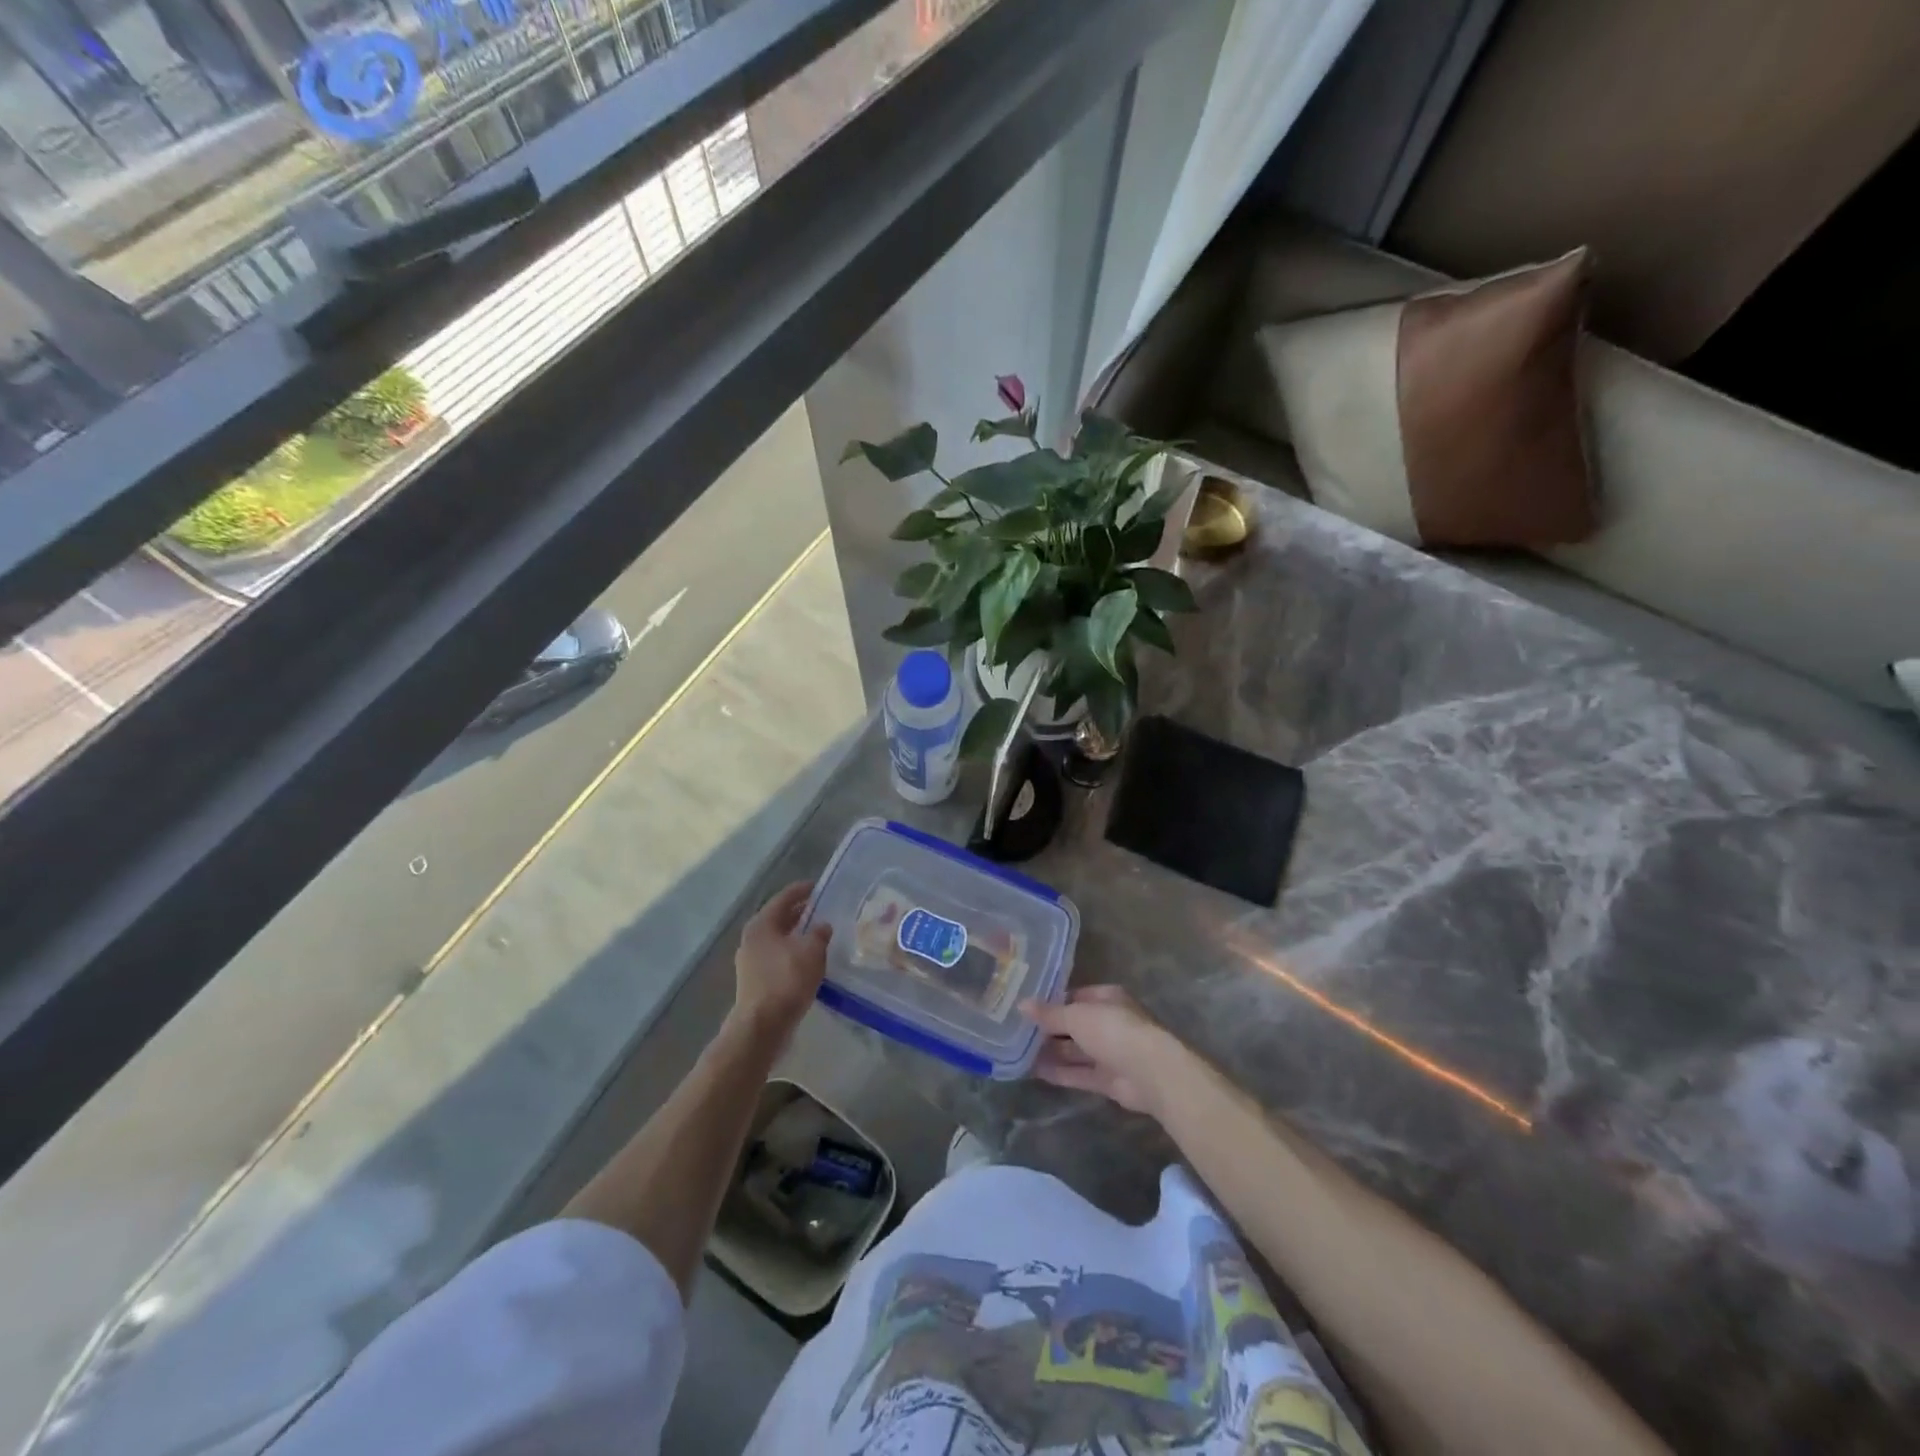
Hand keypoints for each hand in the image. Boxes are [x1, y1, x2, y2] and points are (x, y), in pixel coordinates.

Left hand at [733, 881, 830, 1040]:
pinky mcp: (755, 980)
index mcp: (762, 924)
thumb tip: (822, 926)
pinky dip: (793, 953)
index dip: (803, 890)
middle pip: (779, 918)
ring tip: (820, 933)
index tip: (819, 885)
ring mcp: (751, 960)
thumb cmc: (786, 980)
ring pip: (778, 939)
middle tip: (823, 908)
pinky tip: (809, 960)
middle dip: (801, 913)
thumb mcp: (811, 951)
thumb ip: (819, 933)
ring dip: (797, 935)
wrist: (762, 1025)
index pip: (784, 898)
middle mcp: (752, 938)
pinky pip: (778, 957)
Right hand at [1026, 985, 1182, 1118]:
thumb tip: (1021, 1004)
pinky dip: (1060, 1073)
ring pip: (1076, 1051)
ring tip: (1019, 1053)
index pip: (1075, 996)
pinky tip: (1034, 1072)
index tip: (1026, 1008)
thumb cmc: (1113, 1030)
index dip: (1052, 1001)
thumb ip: (1049, 1013)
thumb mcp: (1076, 1015)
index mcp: (1107, 998)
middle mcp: (1109, 1022)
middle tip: (1017, 1031)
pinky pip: (1079, 1074)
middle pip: (1074, 1025)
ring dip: (1051, 1052)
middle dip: (1049, 1029)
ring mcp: (1111, 1052)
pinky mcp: (1109, 1080)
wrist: (1150, 1072)